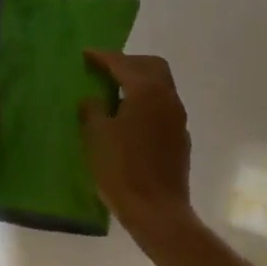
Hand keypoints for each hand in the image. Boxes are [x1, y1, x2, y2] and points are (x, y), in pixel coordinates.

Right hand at [80, 50, 193, 231]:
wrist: (157, 211)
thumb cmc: (122, 170)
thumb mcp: (96, 136)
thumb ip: (93, 109)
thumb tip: (94, 99)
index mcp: (146, 91)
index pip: (123, 64)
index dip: (102, 57)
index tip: (86, 54)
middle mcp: (167, 98)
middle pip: (152, 66)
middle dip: (129, 63)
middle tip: (106, 69)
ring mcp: (178, 118)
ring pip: (161, 86)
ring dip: (140, 82)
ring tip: (115, 93)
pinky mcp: (180, 137)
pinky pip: (163, 107)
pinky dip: (147, 102)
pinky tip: (130, 118)